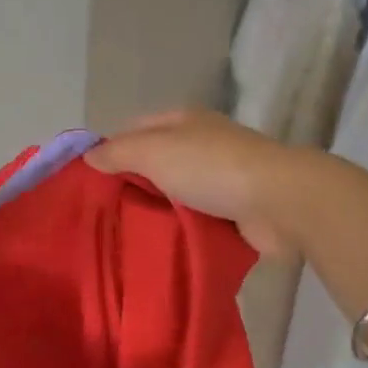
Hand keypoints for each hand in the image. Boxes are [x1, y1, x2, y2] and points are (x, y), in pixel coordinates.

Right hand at [86, 109, 310, 257]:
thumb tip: (88, 156)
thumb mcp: (153, 151)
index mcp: (183, 121)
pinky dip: (180, 229)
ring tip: (123, 235)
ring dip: (156, 211)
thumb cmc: (210, 167)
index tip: (88, 180)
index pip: (135, 129)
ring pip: (175, 193)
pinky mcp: (235, 210)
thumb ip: (117, 152)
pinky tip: (158, 245)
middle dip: (131, 184)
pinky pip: (197, 218)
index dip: (111, 149)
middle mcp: (202, 144)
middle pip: (155, 163)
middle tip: (100, 213)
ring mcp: (221, 178)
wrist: (279, 201)